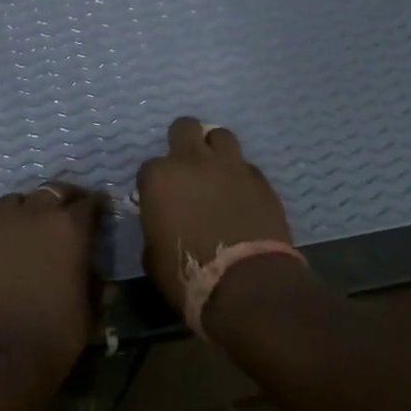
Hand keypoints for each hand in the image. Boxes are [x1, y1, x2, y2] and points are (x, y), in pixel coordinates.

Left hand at [0, 182, 101, 368]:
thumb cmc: (54, 335)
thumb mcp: (89, 310)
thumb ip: (93, 282)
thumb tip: (94, 274)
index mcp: (70, 228)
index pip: (90, 204)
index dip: (97, 206)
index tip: (100, 211)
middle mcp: (35, 215)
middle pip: (53, 191)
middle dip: (65, 198)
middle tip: (70, 210)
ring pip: (18, 200)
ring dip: (30, 207)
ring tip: (34, 223)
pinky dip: (5, 229)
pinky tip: (8, 248)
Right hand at [136, 118, 294, 314]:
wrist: (246, 282)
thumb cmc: (188, 273)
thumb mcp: (152, 254)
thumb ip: (155, 225)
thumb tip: (162, 221)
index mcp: (159, 178)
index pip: (149, 167)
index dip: (155, 184)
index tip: (161, 200)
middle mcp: (193, 161)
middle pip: (185, 127)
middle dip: (184, 142)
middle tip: (187, 168)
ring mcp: (230, 166)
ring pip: (221, 136)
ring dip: (215, 151)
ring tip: (217, 174)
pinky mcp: (261, 179)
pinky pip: (246, 166)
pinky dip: (240, 176)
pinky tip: (241, 197)